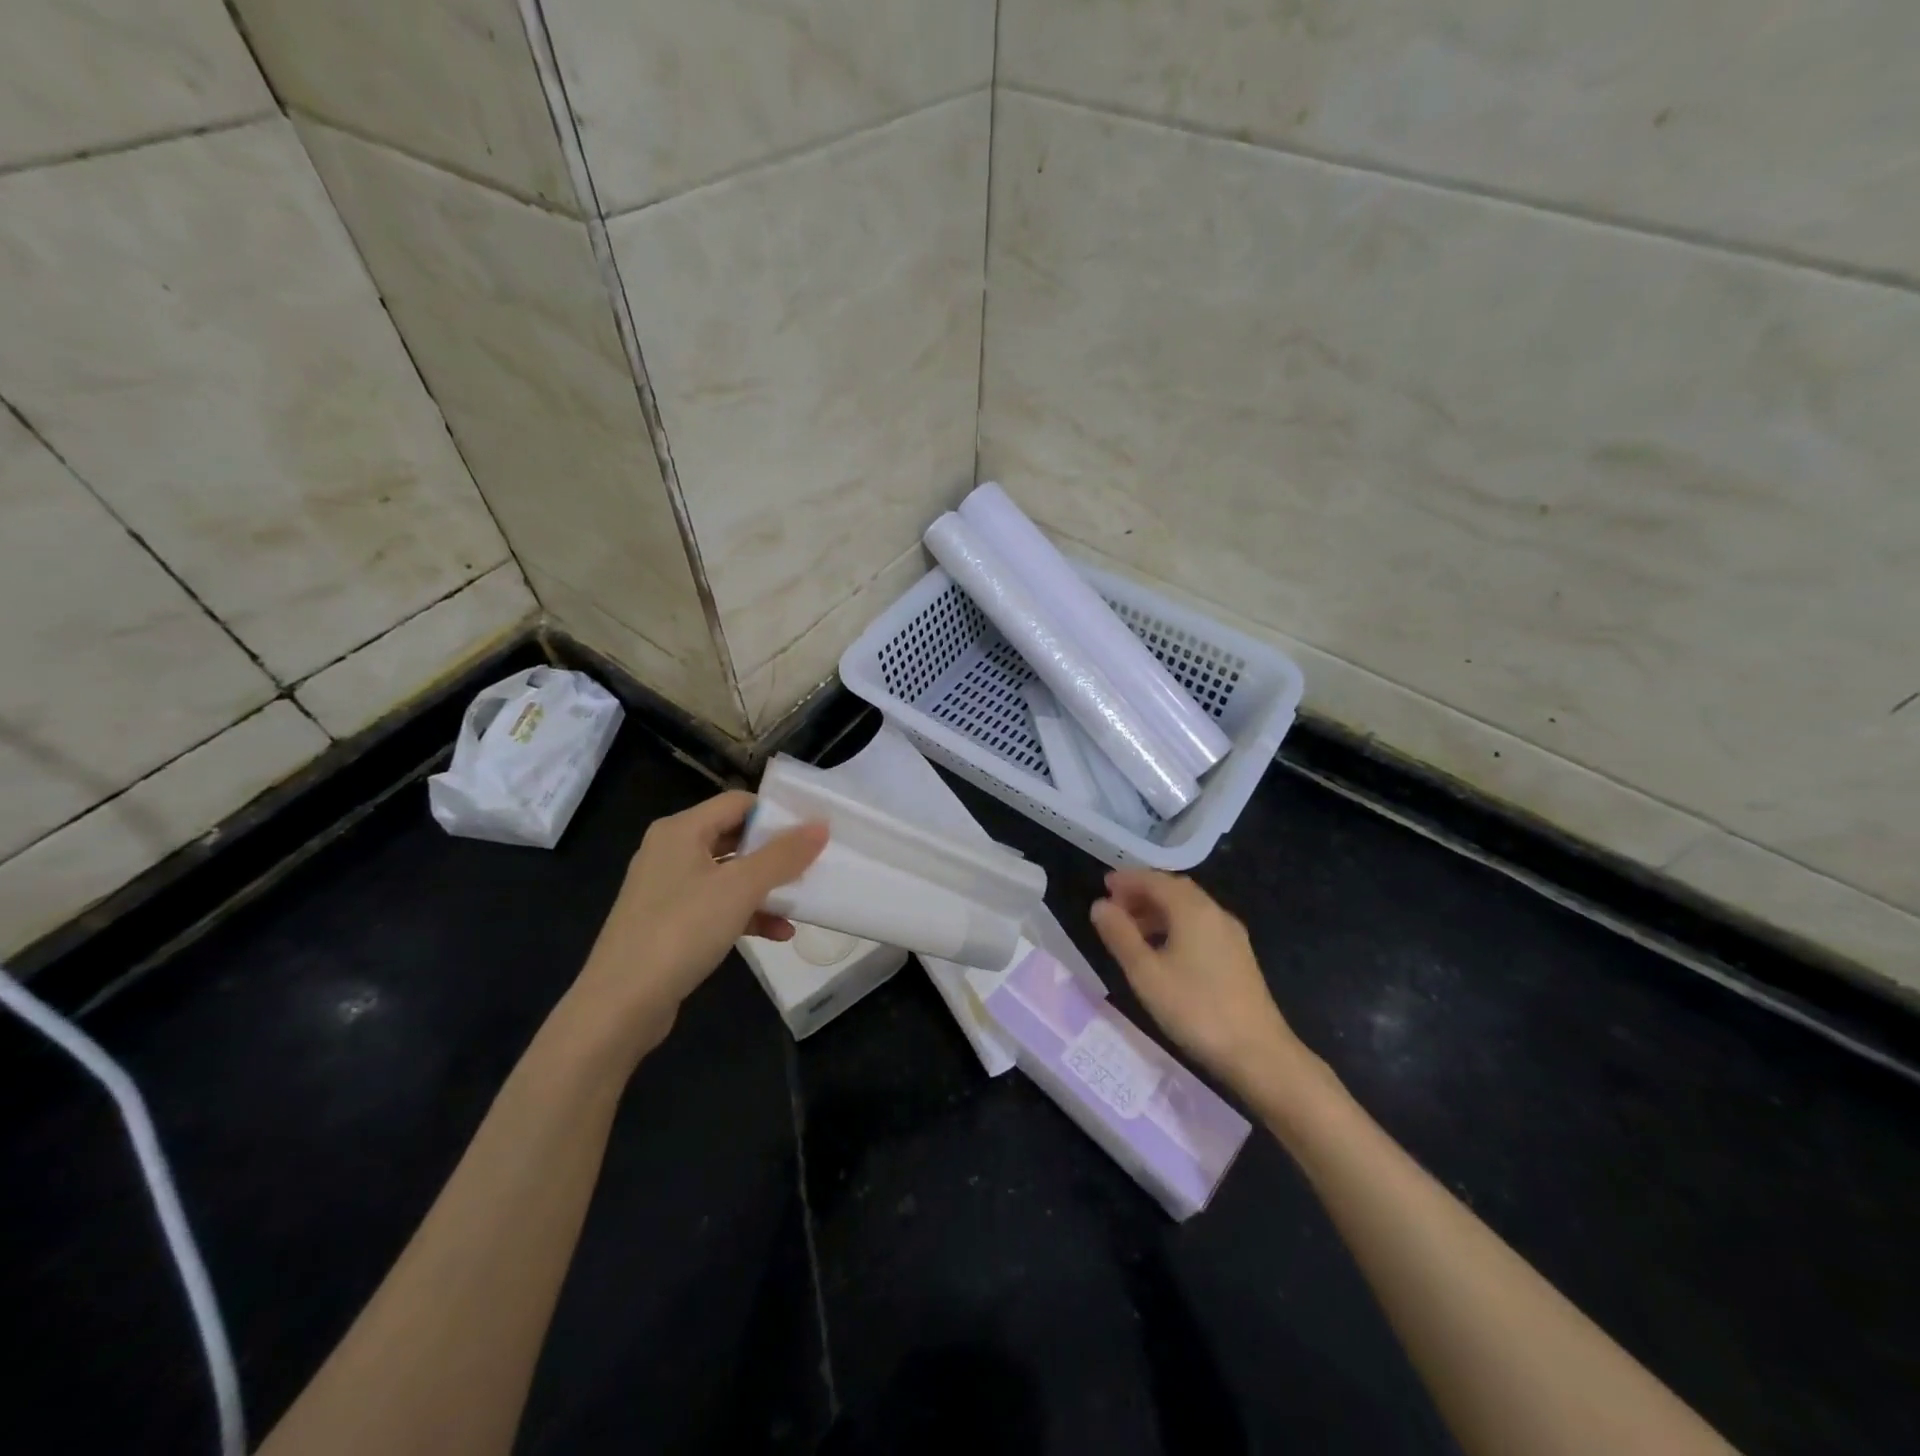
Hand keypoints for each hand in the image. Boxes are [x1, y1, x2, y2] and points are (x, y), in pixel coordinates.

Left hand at [567, 790, 826, 1060]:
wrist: (621, 1005)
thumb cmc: (682, 931)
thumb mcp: (741, 888)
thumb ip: (783, 855)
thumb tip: (821, 825)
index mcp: (681, 830)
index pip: (739, 803)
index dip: (776, 814)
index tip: (812, 831)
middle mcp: (670, 851)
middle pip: (734, 837)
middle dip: (775, 853)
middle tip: (813, 864)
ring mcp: (667, 889)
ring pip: (728, 875)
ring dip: (765, 888)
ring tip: (801, 902)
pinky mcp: (668, 923)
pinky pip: (716, 905)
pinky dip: (746, 914)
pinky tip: (778, 933)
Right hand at [1089, 869, 1303, 1094]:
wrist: (1259, 1053)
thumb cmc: (1195, 1009)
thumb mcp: (1146, 974)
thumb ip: (1120, 936)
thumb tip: (1100, 905)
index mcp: (1192, 910)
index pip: (1155, 880)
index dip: (1127, 880)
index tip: (1104, 886)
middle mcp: (1215, 913)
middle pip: (1174, 890)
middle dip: (1143, 893)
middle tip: (1114, 906)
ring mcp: (1231, 935)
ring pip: (1188, 908)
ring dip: (1158, 910)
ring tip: (1132, 930)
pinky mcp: (1238, 956)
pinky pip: (1200, 925)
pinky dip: (1175, 925)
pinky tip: (1162, 950)